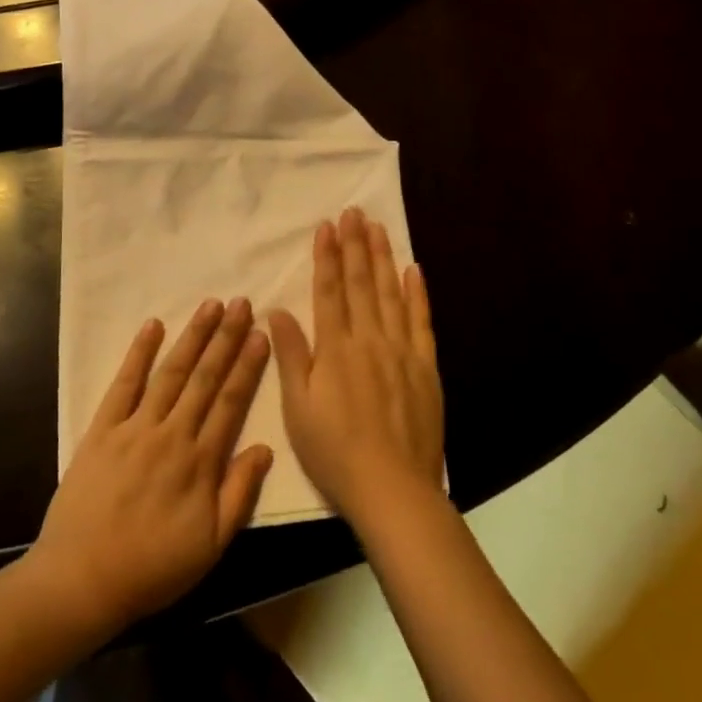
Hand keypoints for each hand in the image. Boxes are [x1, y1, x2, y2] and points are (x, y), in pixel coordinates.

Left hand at [28, 299, 274, 636]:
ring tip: (210, 305)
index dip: (248, 365)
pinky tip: (153, 326)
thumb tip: (265, 447)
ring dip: (192, 337)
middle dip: (225, 338)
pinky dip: (138, 353)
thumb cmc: (153, 568)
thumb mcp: (211, 546)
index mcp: (201, 462)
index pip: (231, 402)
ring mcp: (135, 427)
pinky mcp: (102, 429)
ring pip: (171, 373)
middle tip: (241, 303)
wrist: (82, 579)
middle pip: (205, 378)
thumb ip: (239, 494)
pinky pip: (123, 384)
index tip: (261, 333)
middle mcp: (172, 434)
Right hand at [270, 208, 442, 529]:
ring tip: (378, 228)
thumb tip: (276, 311)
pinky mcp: (425, 367)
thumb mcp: (298, 409)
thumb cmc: (335, 452)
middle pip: (362, 284)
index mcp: (335, 349)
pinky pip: (421, 322)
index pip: (330, 291)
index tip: (327, 227)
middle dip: (355, 245)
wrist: (393, 489)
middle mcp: (369, 340)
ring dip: (383, 258)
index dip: (327, 257)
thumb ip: (290, 356)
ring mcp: (401, 351)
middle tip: (354, 212)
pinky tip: (414, 270)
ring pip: (391, 294)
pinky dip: (417, 294)